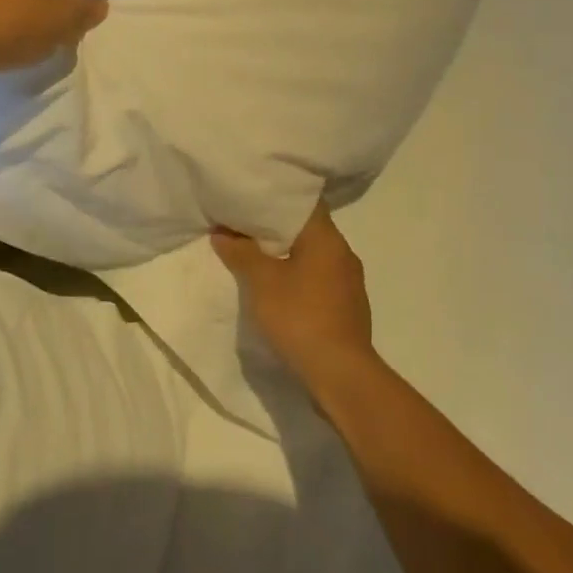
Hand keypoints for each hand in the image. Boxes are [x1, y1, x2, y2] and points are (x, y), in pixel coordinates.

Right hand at [211, 202, 378, 393]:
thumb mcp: (261, 282)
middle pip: (307, 229)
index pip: (304, 201)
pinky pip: (319, 280)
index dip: (276, 198)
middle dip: (276, 229)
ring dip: (288, 256)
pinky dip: (299, 278)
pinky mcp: (349, 308)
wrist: (341, 375)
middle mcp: (343, 253)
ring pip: (313, 256)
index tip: (251, 198)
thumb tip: (222, 233)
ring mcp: (350, 283)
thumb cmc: (300, 317)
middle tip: (244, 227)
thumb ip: (241, 253)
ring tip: (257, 258)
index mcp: (327, 238)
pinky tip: (280, 290)